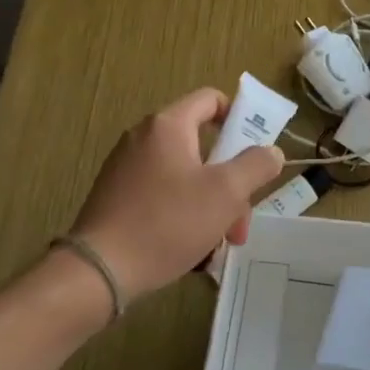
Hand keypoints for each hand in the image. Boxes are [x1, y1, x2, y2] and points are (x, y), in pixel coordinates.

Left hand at [69, 88, 283, 301]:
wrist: (99, 270)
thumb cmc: (168, 222)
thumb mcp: (225, 193)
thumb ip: (255, 166)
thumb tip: (270, 151)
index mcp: (168, 126)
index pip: (211, 100)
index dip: (239, 118)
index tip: (255, 154)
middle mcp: (143, 138)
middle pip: (202, 148)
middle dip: (230, 185)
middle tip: (239, 224)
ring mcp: (125, 168)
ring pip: (185, 178)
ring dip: (210, 207)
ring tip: (217, 247)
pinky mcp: (116, 197)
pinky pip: (162, 196)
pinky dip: (182, 216)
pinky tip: (190, 252)